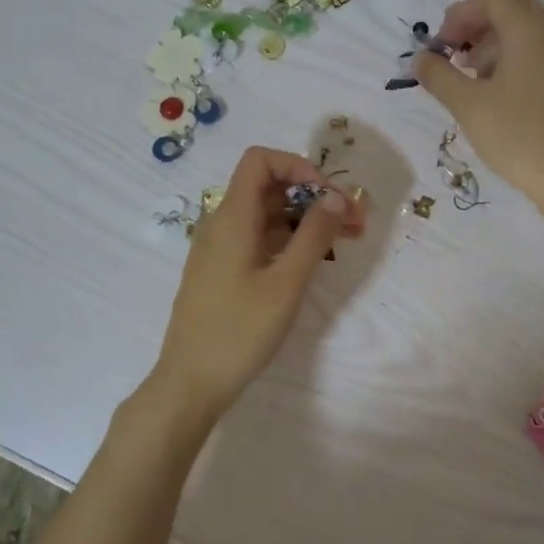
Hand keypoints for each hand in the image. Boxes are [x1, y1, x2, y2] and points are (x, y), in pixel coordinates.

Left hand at [151, 146, 365, 419]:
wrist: (190, 382)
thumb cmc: (239, 331)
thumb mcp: (286, 283)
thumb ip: (313, 236)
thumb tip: (336, 196)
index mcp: (231, 218)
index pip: (260, 161)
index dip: (298, 166)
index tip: (328, 195)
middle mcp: (221, 224)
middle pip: (267, 187)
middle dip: (312, 196)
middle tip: (353, 222)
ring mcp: (219, 249)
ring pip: (265, 216)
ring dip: (304, 220)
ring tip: (343, 241)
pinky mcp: (221, 272)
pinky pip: (257, 239)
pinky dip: (287, 240)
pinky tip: (311, 261)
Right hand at [414, 0, 543, 207]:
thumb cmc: (517, 136)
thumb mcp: (468, 105)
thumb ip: (439, 76)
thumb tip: (420, 59)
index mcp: (530, 32)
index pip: (493, 0)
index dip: (460, 15)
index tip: (440, 45)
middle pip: (512, 11)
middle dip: (477, 26)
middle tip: (454, 53)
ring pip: (526, 33)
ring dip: (494, 44)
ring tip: (470, 77)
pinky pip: (538, 54)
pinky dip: (512, 60)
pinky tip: (495, 93)